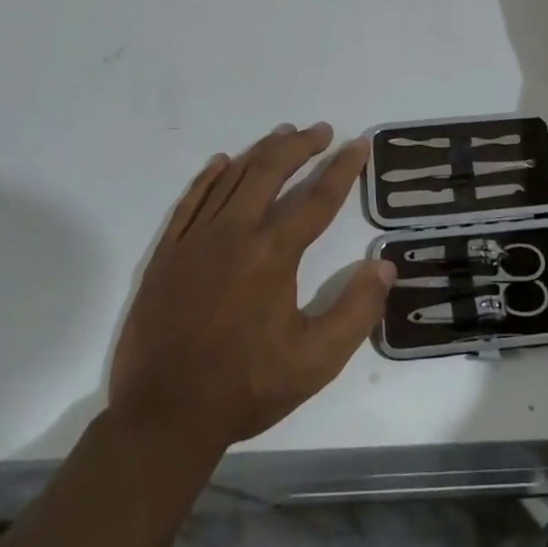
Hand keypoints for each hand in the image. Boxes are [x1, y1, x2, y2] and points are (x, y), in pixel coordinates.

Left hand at [107, 123, 393, 457]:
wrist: (164, 415)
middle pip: (271, 172)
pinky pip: (191, 200)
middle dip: (300, 146)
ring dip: (261, 151)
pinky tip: (222, 162)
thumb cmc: (246, 387)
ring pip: (232, 178)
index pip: (317, 198)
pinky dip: (209, 176)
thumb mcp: (316, 360)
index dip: (342, 168)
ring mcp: (195, 239)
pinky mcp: (167, 253)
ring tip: (283, 134)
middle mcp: (234, 233)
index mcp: (273, 254)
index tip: (358, 144)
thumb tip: (383, 265)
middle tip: (322, 130)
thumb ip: (356, 310)